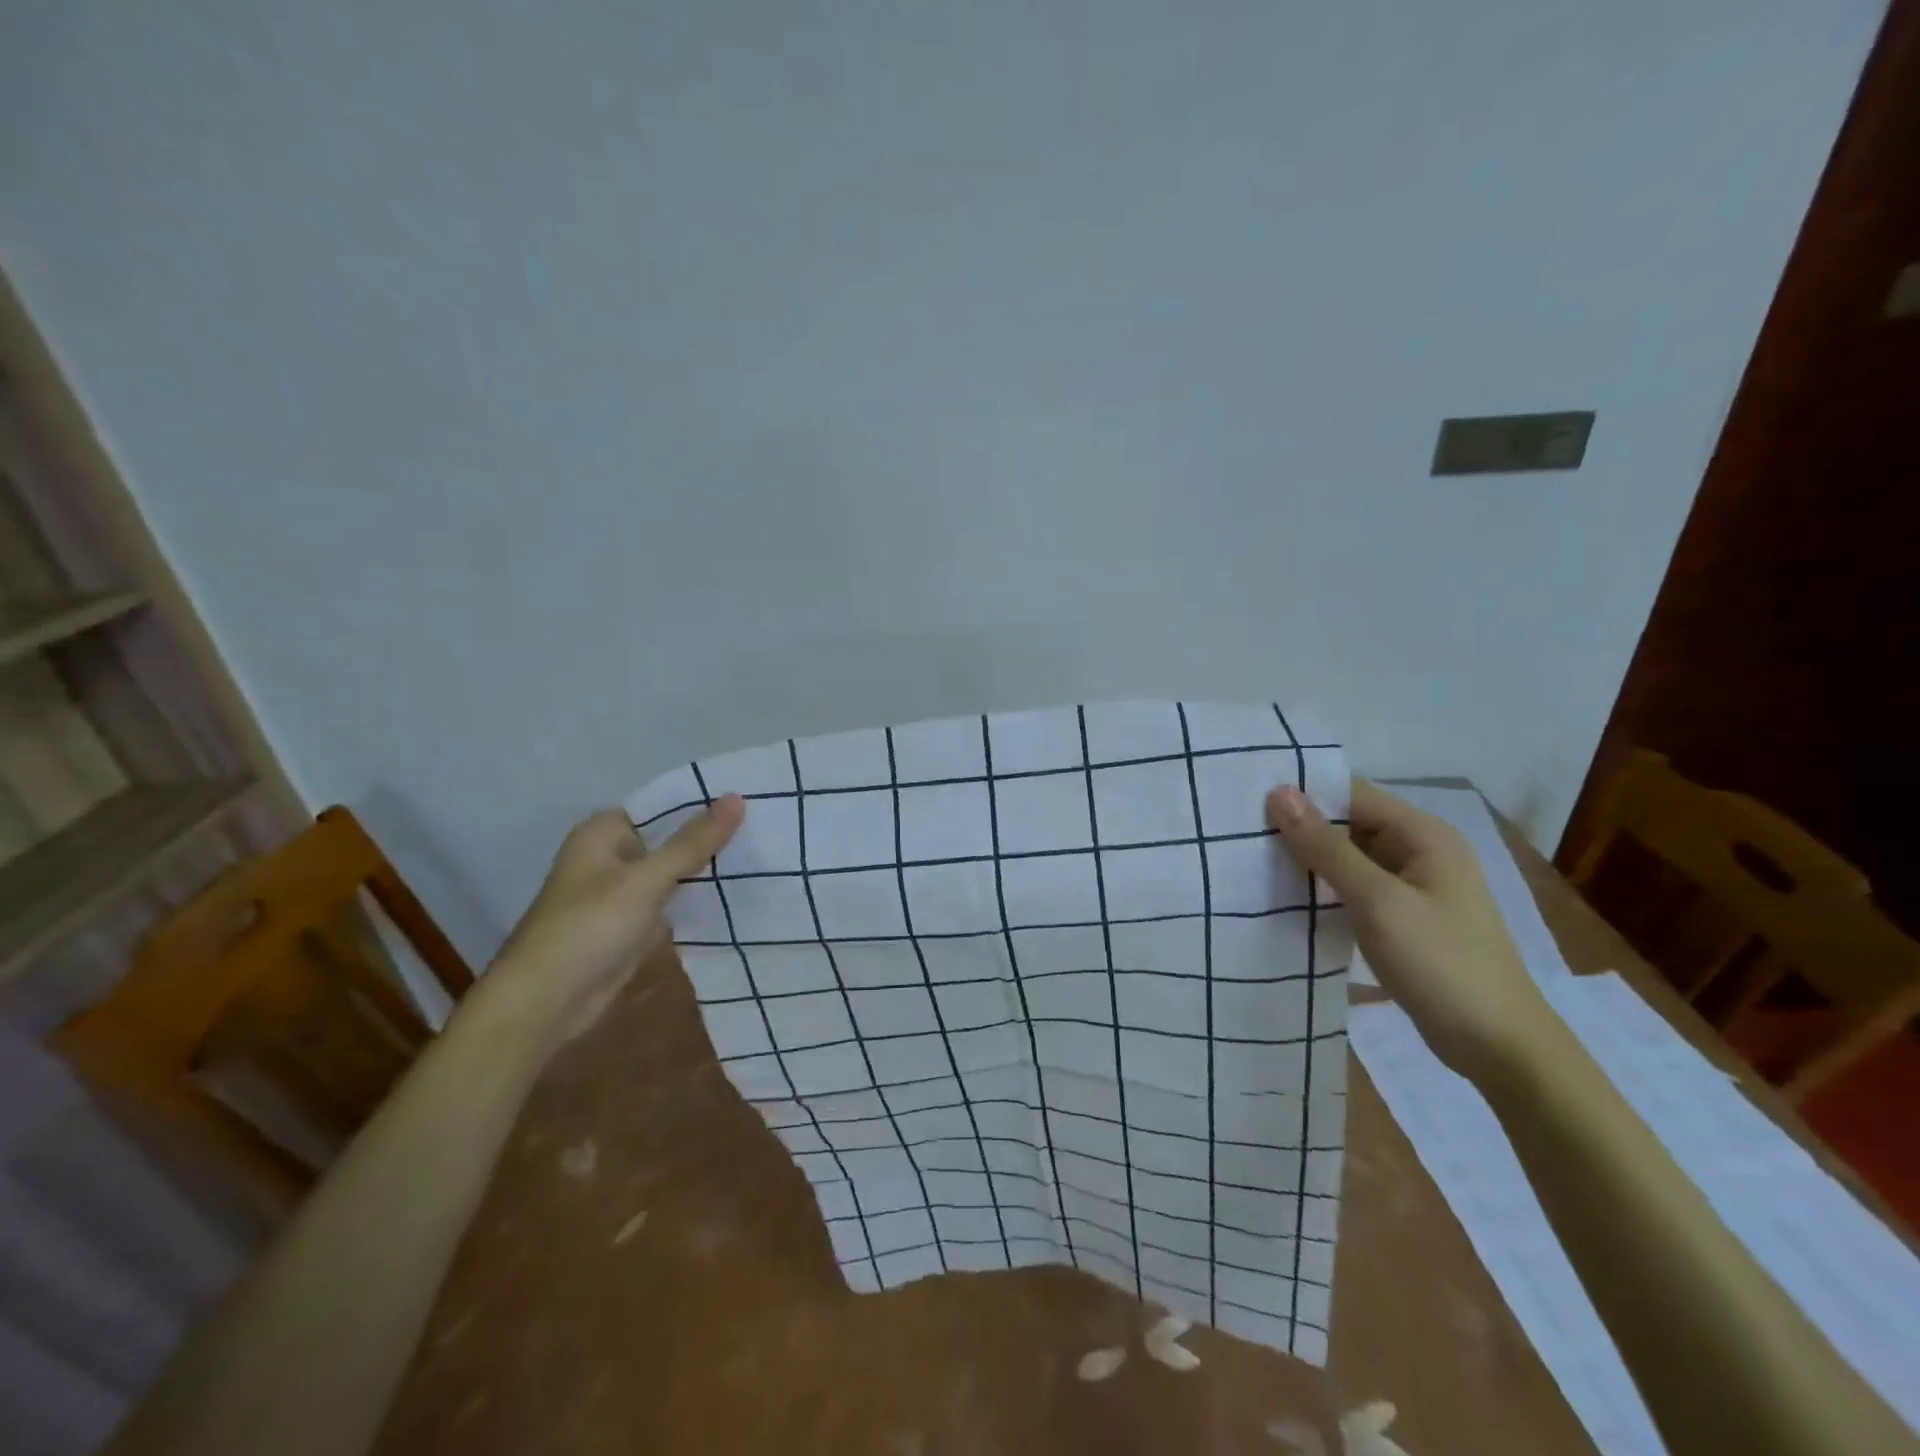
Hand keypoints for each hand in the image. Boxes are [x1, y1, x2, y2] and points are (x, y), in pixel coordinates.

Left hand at [475, 797, 744, 1041]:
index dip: (702, 800)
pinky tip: (738, 892)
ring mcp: (622, 893)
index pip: (662, 804)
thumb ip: (692, 842)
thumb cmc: (589, 927)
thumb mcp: (646, 880)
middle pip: (670, 837)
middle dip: (711, 835)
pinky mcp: (632, 924)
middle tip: (766, 825)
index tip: (749, 795)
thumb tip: (736, 798)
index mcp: (603, 833)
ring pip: (674, 870)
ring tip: (762, 853)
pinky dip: (698, 897)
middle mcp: (611, 856)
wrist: (545, 1003)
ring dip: (707, 868)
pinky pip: (672, 900)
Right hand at [1266, 779, 1551, 1080]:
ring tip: (1251, 862)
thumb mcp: (1378, 901)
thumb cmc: (1441, 964)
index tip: (1249, 803)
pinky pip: (1354, 889)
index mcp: (1424, 835)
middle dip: (1300, 828)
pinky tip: (1286, 898)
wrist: (1499, 1048)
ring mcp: (1413, 887)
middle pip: (1349, 823)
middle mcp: (1420, 851)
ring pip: (1348, 858)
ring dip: (1308, 860)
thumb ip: (1327, 847)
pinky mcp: (1403, 918)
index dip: (1304, 794)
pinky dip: (1324, 889)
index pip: (1352, 794)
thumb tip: (1279, 793)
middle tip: (1240, 835)